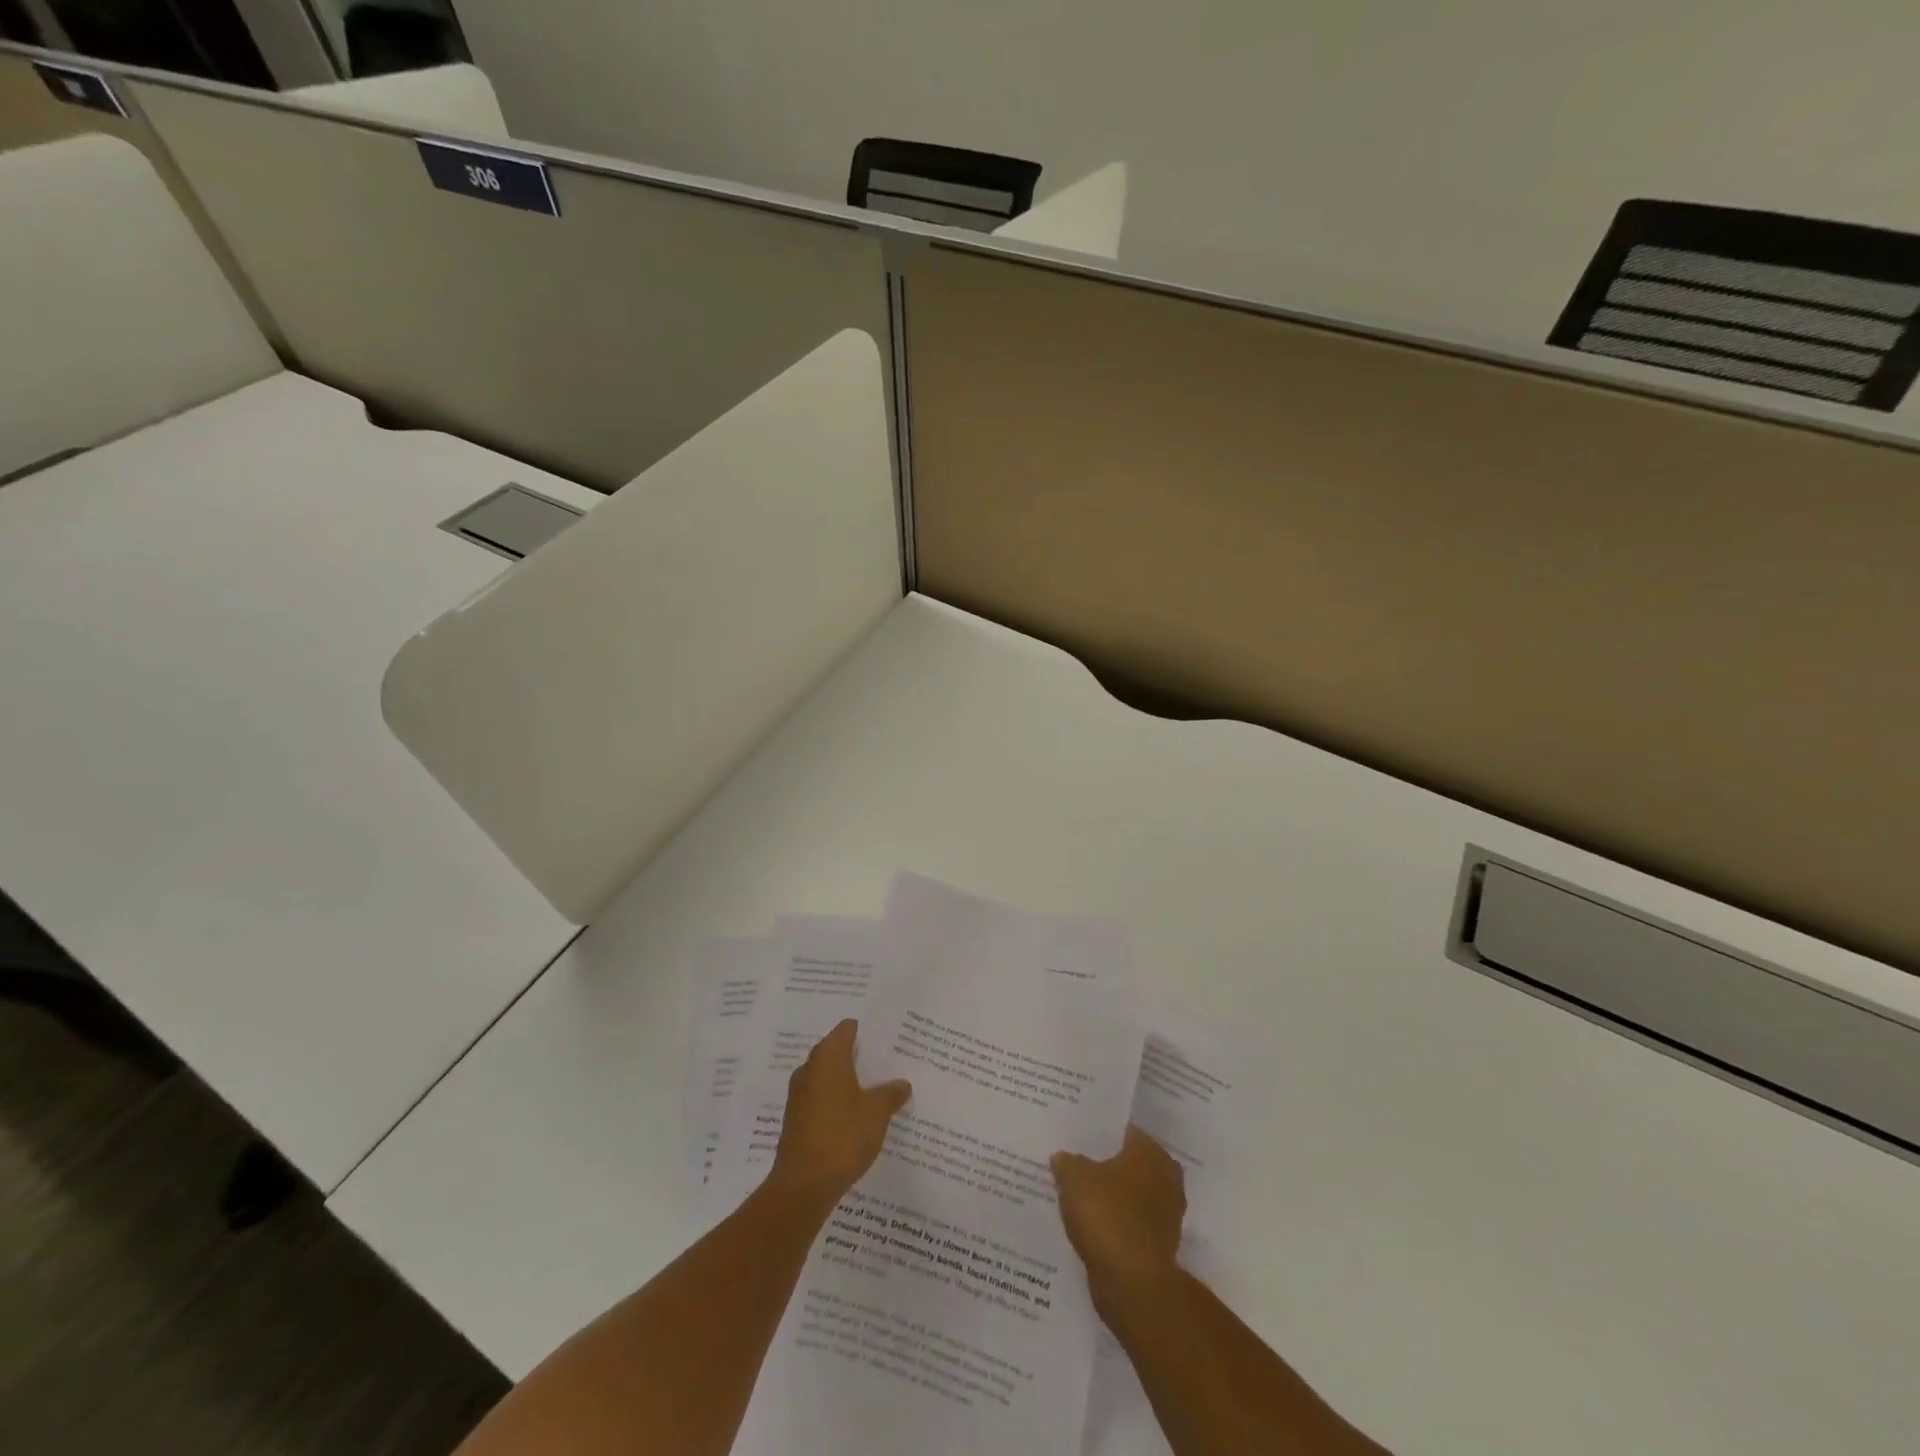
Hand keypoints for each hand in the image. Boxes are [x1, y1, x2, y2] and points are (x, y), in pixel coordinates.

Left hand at [770, 1019, 911, 1207]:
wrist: (804, 1184)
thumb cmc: (843, 1135)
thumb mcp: (877, 1112)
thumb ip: (891, 1094)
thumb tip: (902, 1083)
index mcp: (828, 1057)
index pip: (846, 1030)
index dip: (865, 1031)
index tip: (884, 1037)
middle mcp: (810, 1069)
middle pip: (836, 1053)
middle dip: (858, 1057)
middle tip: (885, 1063)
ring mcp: (800, 1096)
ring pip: (828, 1078)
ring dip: (848, 1082)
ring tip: (876, 1089)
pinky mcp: (797, 1120)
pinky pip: (821, 1100)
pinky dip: (837, 1102)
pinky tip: (857, 1116)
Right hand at [1052, 1126, 1185, 1318]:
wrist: (1132, 1283)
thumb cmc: (1106, 1214)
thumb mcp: (1074, 1177)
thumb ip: (1067, 1162)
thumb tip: (1062, 1157)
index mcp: (1151, 1152)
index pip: (1122, 1132)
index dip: (1098, 1134)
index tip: (1077, 1138)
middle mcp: (1166, 1178)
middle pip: (1128, 1164)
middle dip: (1104, 1166)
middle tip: (1075, 1165)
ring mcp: (1167, 1215)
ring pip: (1130, 1196)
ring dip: (1110, 1198)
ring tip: (1078, 1197)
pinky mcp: (1159, 1246)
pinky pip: (1130, 1224)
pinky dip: (1114, 1224)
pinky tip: (1090, 1226)